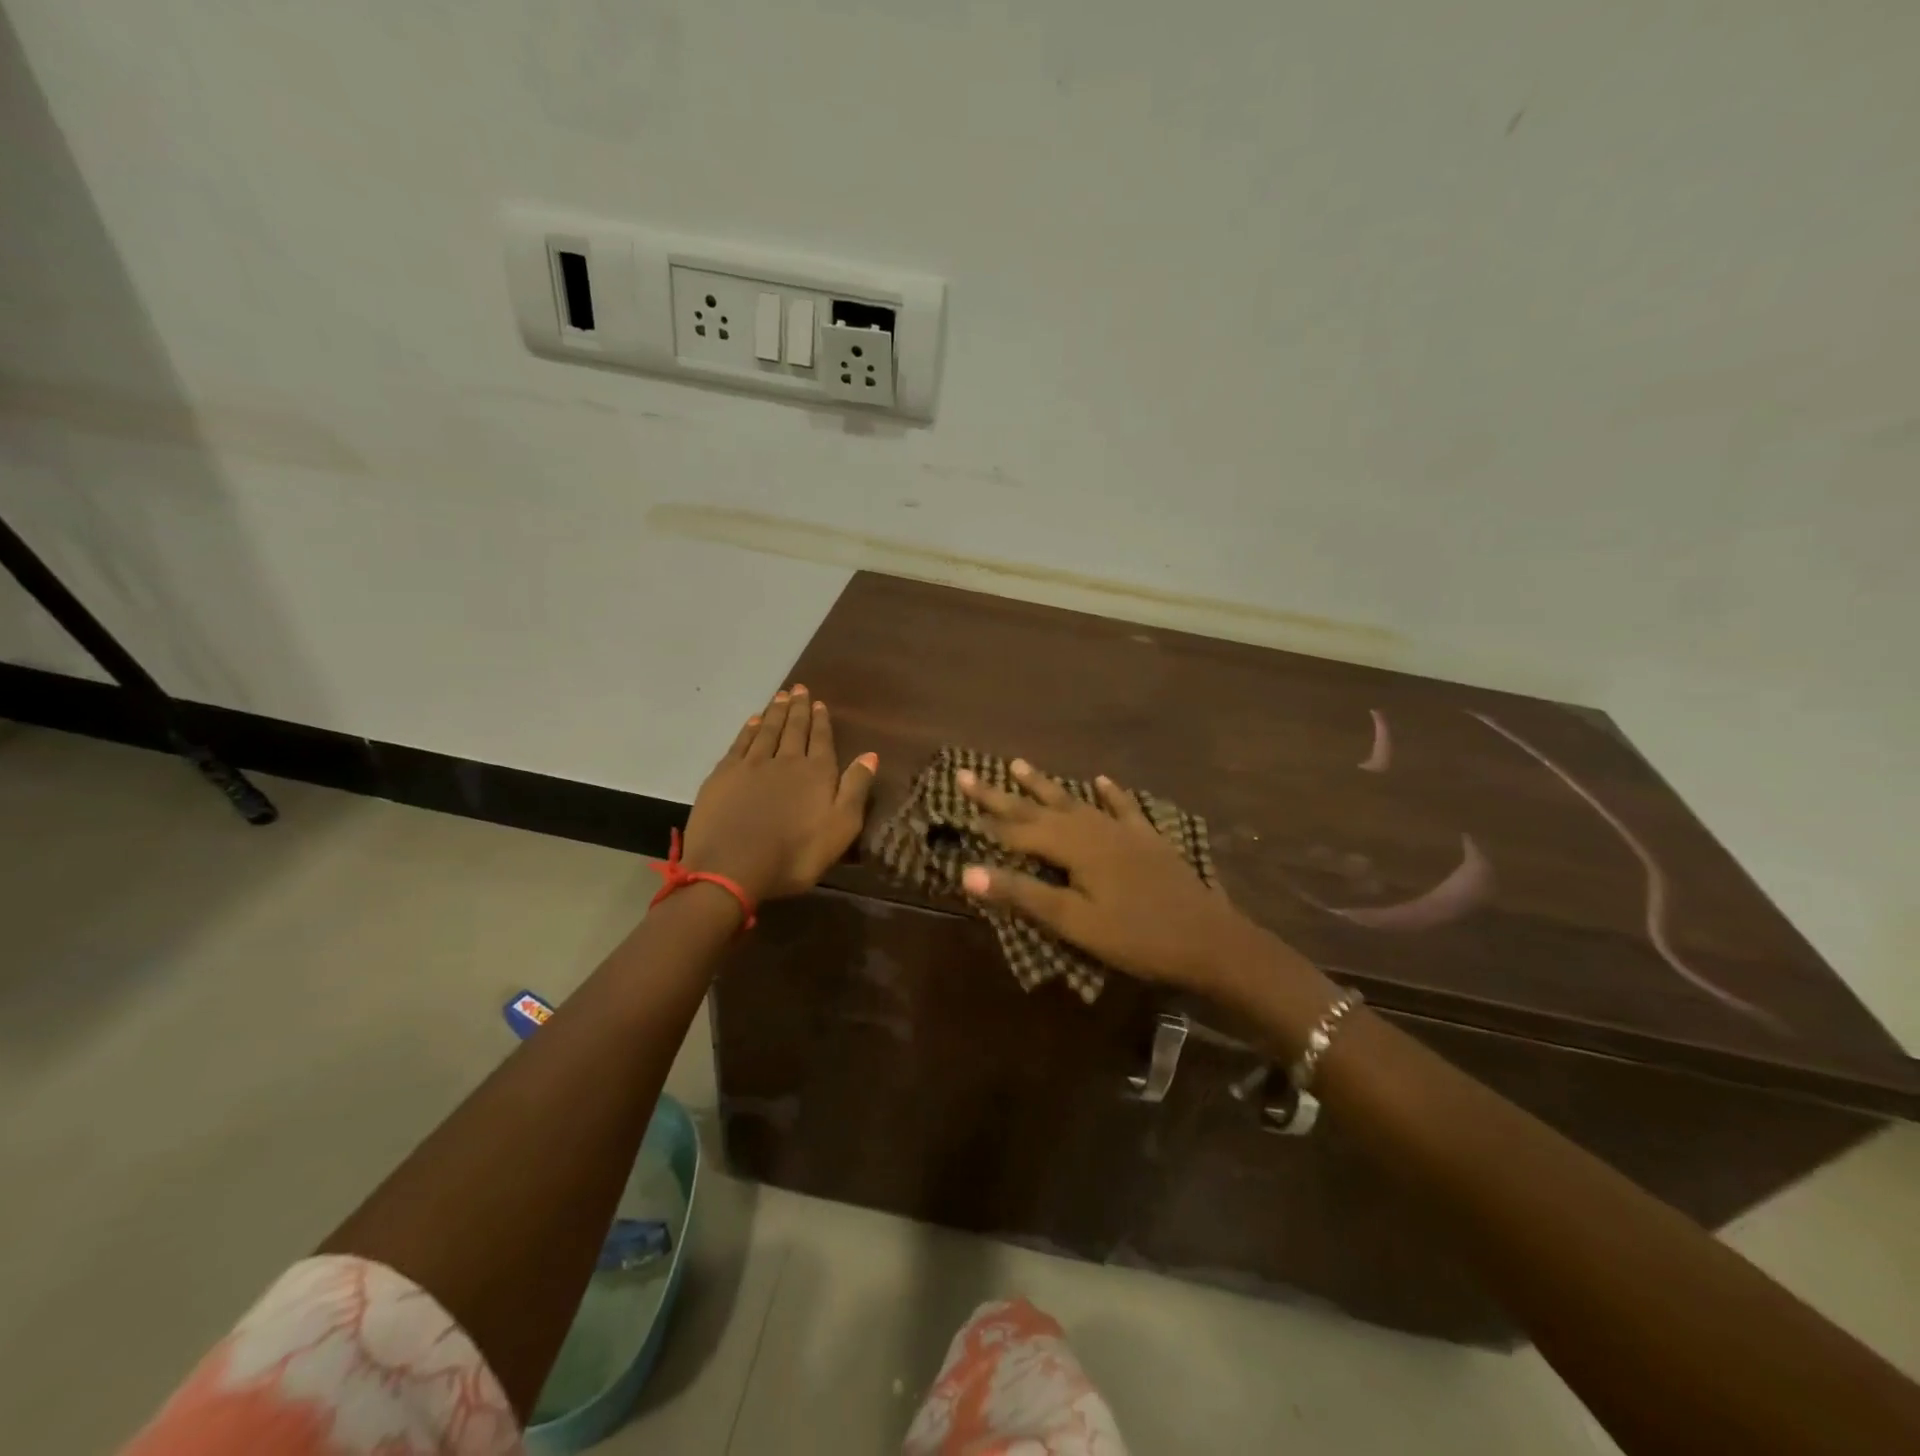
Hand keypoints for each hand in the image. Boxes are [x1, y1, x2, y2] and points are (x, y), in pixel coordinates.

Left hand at [680, 684, 877, 903]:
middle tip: (799, 689)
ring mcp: (752, 765)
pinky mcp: (724, 774)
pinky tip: (753, 721)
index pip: (821, 740)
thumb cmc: (795, 854)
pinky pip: (741, 743)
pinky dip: (749, 729)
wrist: (732, 867)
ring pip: (767, 730)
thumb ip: (855, 789)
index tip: (820, 703)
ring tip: (781, 695)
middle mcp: (786, 760)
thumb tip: (870, 755)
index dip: (821, 722)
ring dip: (775, 712)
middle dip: (799, 709)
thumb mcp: (840, 828)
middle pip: (794, 729)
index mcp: (817, 773)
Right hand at [956, 759, 1262, 994]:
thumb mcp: (1076, 923)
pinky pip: (1122, 808)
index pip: (1018, 830)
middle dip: (1002, 794)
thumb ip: (1024, 895)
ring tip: (1018, 765)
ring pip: (1075, 802)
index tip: (955, 803)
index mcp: (1074, 847)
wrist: (1211, 941)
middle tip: (969, 773)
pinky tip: (1101, 780)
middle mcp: (1094, 829)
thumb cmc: (1138, 937)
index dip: (986, 821)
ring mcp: (1124, 831)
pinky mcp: (1147, 841)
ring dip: (1045, 786)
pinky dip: (1110, 794)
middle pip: (1040, 808)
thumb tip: (967, 872)